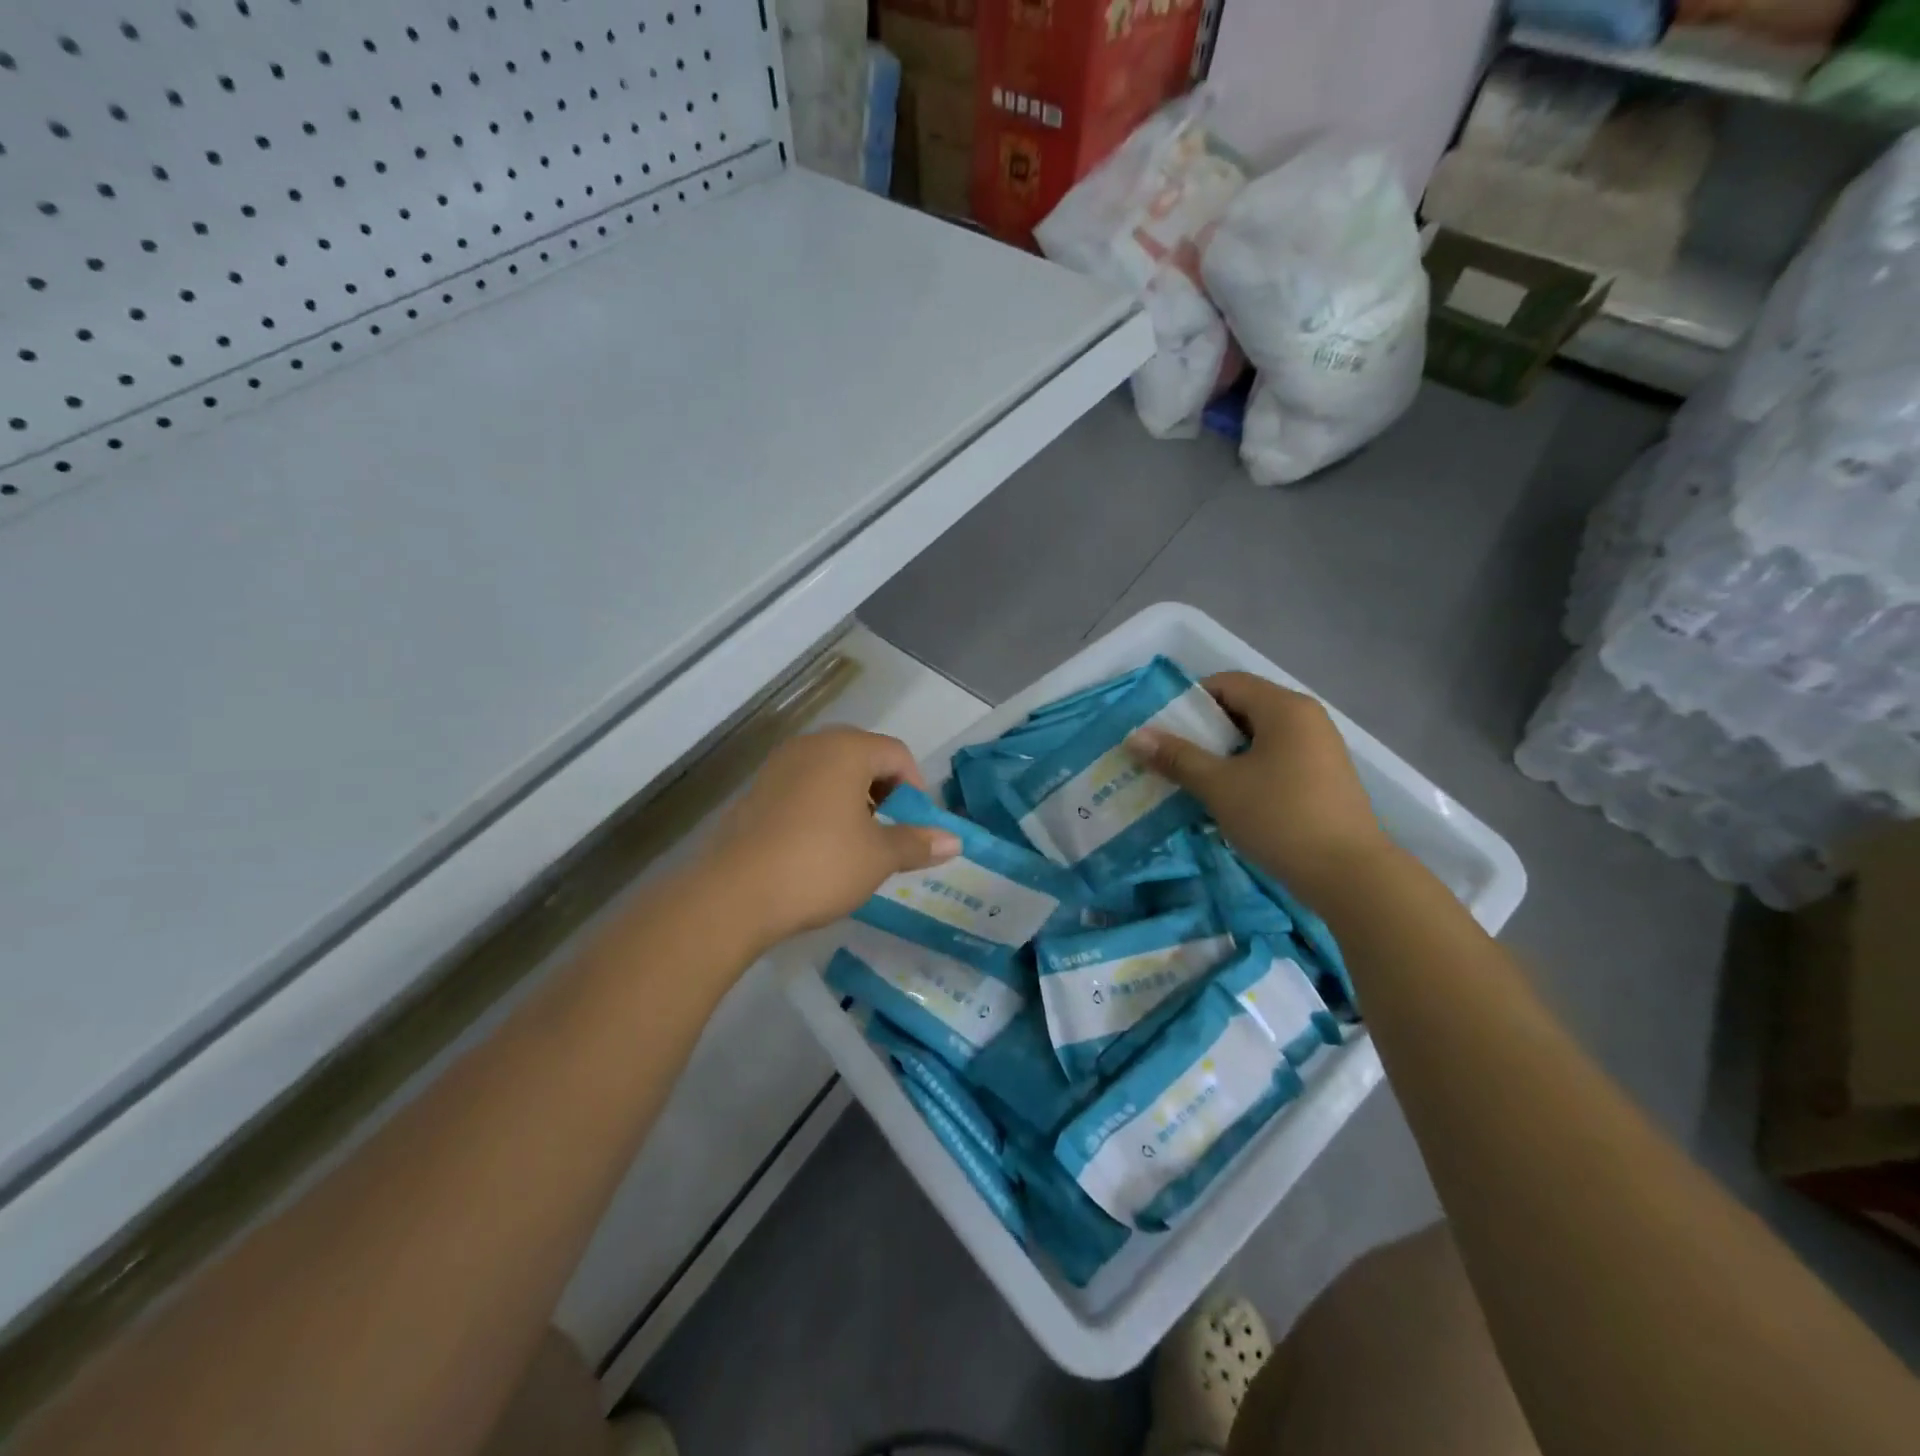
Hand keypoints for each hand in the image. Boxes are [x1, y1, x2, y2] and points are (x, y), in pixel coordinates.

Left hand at [697, 726, 961, 950]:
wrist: (733, 894)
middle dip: (884, 790)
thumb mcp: (877, 857)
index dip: (916, 788)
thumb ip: (917, 843)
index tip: (917, 826)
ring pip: (830, 771)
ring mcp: (778, 766)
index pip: (897, 753)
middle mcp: (811, 746)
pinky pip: (802, 787)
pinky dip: (821, 806)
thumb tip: (955, 842)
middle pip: (863, 756)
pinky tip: (819, 846)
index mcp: (846, 750)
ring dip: (853, 799)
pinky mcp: (755, 791)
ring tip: (857, 841)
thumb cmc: (819, 865)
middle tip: (890, 830)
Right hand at [1127, 671, 1392, 907]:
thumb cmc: (1280, 818)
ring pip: (1258, 738)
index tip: (1161, 730)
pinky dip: (1247, 770)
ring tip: (1192, 780)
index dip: (1189, 701)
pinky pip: (1275, 759)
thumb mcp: (1220, 786)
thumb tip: (1135, 736)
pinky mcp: (1323, 778)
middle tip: (1170, 757)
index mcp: (1284, 708)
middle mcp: (1306, 718)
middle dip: (1203, 731)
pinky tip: (1228, 799)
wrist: (1349, 875)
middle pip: (1242, 708)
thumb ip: (1177, 757)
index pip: (1226, 683)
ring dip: (1223, 754)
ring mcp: (1318, 749)